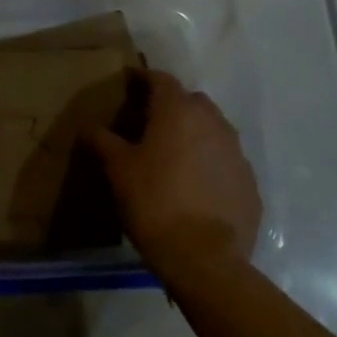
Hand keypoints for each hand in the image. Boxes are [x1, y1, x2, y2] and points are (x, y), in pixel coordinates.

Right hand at [88, 70, 260, 280]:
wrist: (204, 258)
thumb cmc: (154, 202)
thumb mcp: (118, 169)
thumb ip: (102, 141)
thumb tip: (87, 126)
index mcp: (178, 111)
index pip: (161, 80)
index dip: (144, 78)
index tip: (129, 82)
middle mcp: (213, 122)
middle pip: (191, 101)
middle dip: (172, 105)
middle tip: (150, 121)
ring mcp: (236, 152)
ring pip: (213, 129)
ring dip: (195, 133)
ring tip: (174, 153)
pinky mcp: (250, 182)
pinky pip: (226, 160)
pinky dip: (211, 162)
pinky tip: (196, 183)